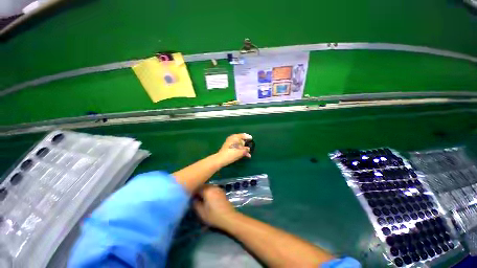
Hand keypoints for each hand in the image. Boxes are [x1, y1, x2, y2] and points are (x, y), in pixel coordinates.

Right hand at [193, 185, 236, 228]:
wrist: (229, 217)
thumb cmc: (214, 216)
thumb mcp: (201, 212)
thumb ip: (195, 204)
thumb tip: (193, 199)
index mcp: (207, 190)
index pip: (197, 188)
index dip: (192, 193)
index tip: (189, 198)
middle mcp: (213, 187)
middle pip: (203, 186)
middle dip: (198, 191)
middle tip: (194, 199)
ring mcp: (218, 188)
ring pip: (208, 187)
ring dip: (203, 191)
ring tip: (200, 199)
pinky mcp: (221, 191)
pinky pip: (212, 189)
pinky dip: (209, 192)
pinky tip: (208, 199)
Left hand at [215, 133, 251, 167]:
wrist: (220, 159)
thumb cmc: (231, 154)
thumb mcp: (240, 152)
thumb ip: (245, 150)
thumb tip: (248, 149)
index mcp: (235, 137)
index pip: (242, 135)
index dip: (247, 137)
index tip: (251, 138)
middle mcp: (232, 138)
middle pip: (240, 139)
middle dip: (245, 144)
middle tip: (248, 148)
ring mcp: (229, 142)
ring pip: (238, 143)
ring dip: (242, 148)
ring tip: (247, 153)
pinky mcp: (227, 147)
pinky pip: (235, 146)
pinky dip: (239, 149)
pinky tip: (242, 153)